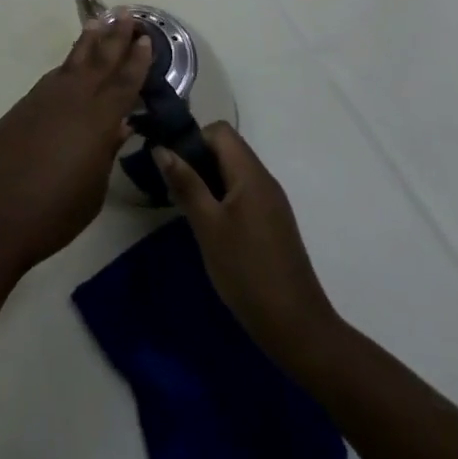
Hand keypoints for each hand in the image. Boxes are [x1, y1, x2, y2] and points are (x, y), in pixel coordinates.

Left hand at [0, 16, 151, 275]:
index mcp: (96, 120)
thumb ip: (106, 150)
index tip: (147, 38)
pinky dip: (67, 67)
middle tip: (128, 13)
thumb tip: (119, 124)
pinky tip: (71, 67)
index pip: (123, 82)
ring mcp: (42, 99)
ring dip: (88, 43)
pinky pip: (52, 78)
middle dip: (115, 37)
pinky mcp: (22, 107)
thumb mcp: (93, 188)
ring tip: (99, 24)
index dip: (137, 60)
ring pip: (71, 63)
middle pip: (98, 60)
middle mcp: (71, 99)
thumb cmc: (54, 212)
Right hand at [155, 124, 345, 362]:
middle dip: (195, 159)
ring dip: (205, 179)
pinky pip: (241, 193)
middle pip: (226, 149)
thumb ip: (185, 184)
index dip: (192, 138)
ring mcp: (270, 203)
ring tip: (183, 205)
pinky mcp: (271, 223)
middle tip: (170, 185)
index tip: (170, 162)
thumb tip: (161, 148)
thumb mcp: (208, 225)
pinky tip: (206, 224)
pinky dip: (220, 197)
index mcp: (251, 174)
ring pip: (232, 172)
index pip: (220, 131)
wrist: (296, 327)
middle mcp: (264, 181)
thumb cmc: (246, 271)